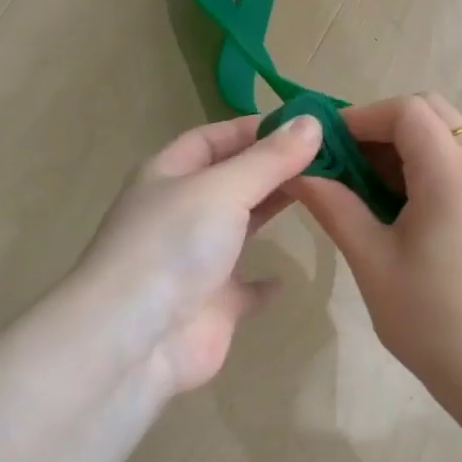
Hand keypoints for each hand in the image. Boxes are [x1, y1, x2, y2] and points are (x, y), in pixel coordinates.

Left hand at [76, 111, 322, 395]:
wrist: (135, 340)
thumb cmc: (174, 245)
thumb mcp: (224, 188)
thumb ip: (270, 158)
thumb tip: (313, 121)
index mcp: (169, 175)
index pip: (214, 137)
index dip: (254, 128)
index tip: (304, 125)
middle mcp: (179, 213)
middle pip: (230, 180)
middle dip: (272, 167)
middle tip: (326, 158)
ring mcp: (193, 262)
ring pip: (239, 228)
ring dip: (270, 212)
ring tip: (321, 196)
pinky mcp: (211, 306)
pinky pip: (243, 289)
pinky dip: (264, 283)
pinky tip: (288, 277)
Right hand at [288, 93, 461, 425]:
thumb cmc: (428, 318)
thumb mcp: (371, 259)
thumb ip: (333, 205)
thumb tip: (297, 173)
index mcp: (453, 175)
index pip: (406, 111)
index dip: (361, 117)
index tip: (326, 146)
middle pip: (431, 112)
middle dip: (382, 126)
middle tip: (346, 162)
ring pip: (447, 134)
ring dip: (404, 146)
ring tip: (366, 186)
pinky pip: (461, 161)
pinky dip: (426, 164)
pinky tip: (400, 205)